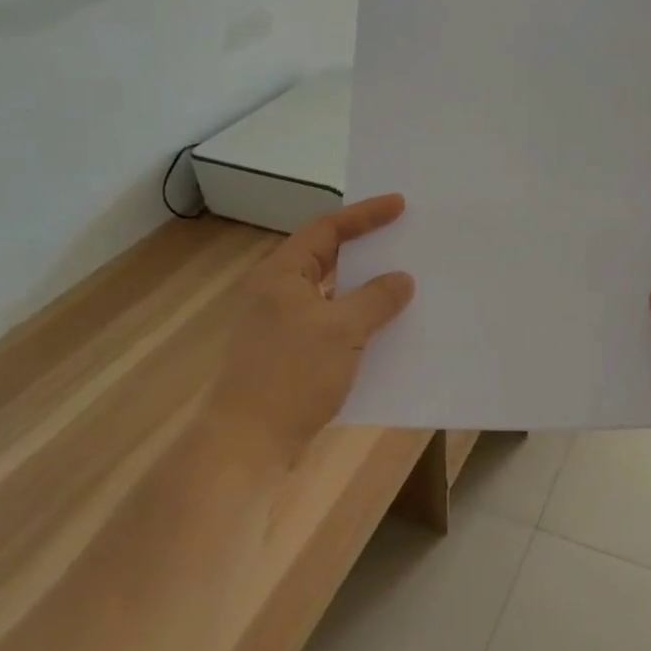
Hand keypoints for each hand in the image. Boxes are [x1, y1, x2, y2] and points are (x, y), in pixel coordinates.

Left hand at [211, 194, 415, 467]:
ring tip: (404, 285)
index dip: (365, 215)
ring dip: (365, 292)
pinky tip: (385, 333)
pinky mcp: (289, 357)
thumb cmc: (291, 375)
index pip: (327, 230)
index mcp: (281, 274)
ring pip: (332, 296)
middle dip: (367, 251)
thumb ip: (376, 300)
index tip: (400, 205)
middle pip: (328, 259)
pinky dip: (357, 324)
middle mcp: (277, 293)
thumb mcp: (341, 331)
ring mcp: (281, 327)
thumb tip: (401, 279)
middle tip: (405, 240)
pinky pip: (331, 327)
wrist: (246, 445)